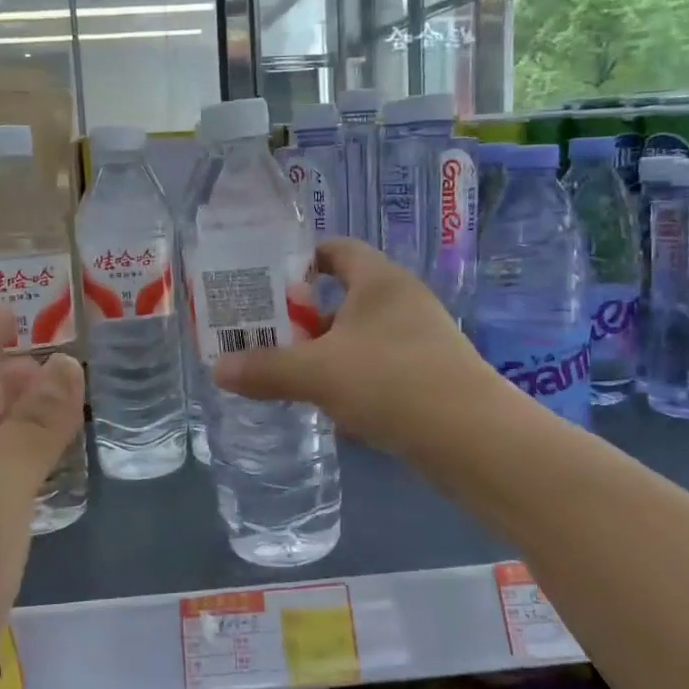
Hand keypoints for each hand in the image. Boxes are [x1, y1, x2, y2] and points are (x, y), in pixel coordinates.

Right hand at [211, 237, 495, 460]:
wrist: (472, 438)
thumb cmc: (390, 381)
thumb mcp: (317, 373)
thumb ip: (266, 369)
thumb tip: (216, 370)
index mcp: (379, 280)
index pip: (337, 250)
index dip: (300, 260)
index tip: (266, 283)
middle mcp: (402, 301)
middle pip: (343, 296)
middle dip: (304, 317)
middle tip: (265, 335)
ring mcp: (420, 339)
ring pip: (359, 337)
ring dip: (326, 352)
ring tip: (288, 373)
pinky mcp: (429, 376)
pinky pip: (378, 367)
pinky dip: (351, 380)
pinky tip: (329, 408)